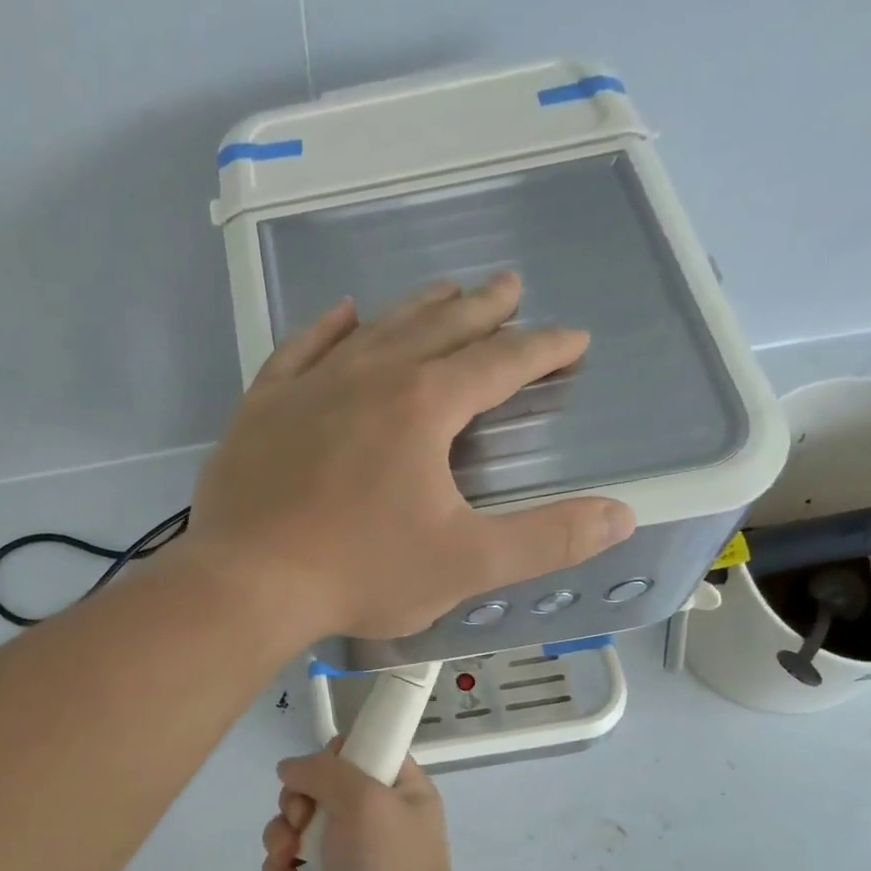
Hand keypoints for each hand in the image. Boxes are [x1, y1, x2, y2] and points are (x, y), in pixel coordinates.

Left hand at [185, 273, 635, 640]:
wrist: (248, 582)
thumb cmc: (359, 573)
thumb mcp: (465, 564)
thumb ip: (547, 539)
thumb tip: (621, 515)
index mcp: (424, 406)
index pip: (499, 363)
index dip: (542, 349)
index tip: (571, 340)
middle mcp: (369, 376)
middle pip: (439, 328)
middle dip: (482, 309)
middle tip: (510, 287)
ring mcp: (310, 387)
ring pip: (376, 330)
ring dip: (416, 309)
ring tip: (445, 291)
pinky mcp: (263, 407)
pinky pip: (301, 350)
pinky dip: (327, 328)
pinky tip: (344, 314)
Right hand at [260, 745, 469, 870]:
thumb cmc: (389, 866)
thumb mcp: (364, 799)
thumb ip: (323, 771)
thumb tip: (290, 768)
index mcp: (398, 789)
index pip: (362, 749)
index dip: (334, 755)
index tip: (321, 772)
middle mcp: (371, 816)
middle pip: (316, 785)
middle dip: (297, 800)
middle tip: (301, 819)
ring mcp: (345, 852)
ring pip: (294, 822)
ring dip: (280, 834)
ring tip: (288, 857)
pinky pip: (287, 862)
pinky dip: (280, 868)